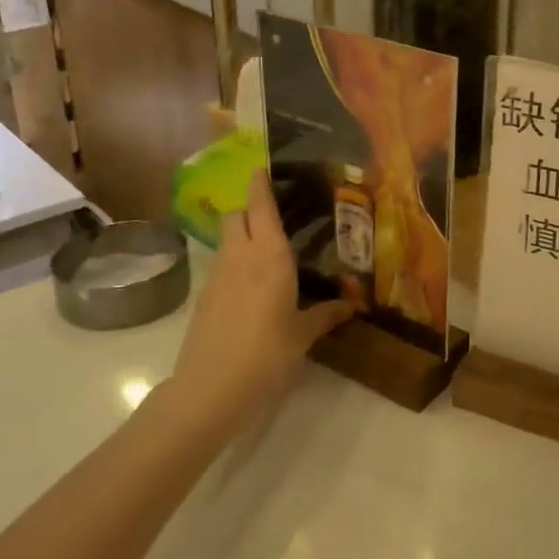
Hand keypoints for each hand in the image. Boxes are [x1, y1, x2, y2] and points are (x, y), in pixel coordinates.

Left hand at [164, 171, 349, 439]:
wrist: (210, 390)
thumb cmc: (266, 355)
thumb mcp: (303, 335)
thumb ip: (326, 315)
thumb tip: (353, 305)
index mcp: (269, 257)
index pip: (261, 206)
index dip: (261, 183)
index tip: (266, 168)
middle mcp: (240, 256)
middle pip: (237, 215)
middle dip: (251, 207)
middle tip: (278, 214)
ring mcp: (218, 276)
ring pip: (226, 238)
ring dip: (242, 233)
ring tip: (269, 247)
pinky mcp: (205, 297)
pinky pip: (222, 264)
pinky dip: (235, 261)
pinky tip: (253, 283)